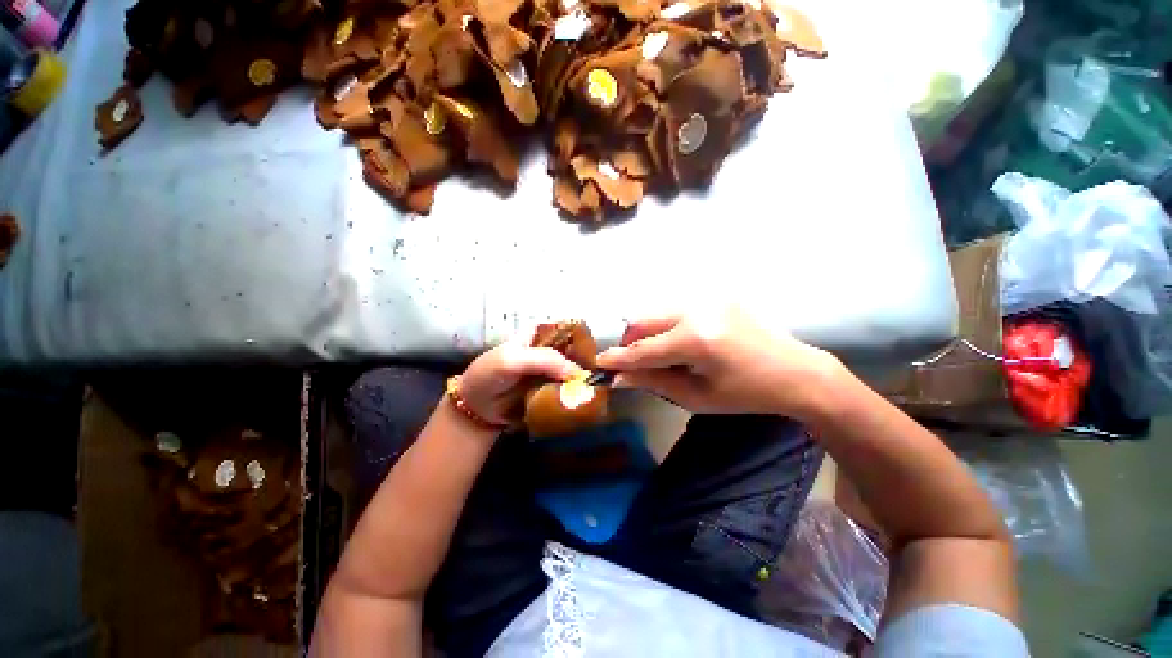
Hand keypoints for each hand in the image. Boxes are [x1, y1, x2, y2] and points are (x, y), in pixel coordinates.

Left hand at [458, 340, 586, 426]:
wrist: (476, 410)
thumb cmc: (489, 376)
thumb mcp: (512, 360)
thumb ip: (545, 360)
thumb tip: (578, 373)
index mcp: (540, 333)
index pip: (569, 328)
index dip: (584, 338)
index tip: (595, 353)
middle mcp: (550, 349)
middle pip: (576, 350)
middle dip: (588, 361)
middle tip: (600, 375)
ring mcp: (552, 370)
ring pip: (575, 370)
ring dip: (585, 379)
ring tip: (597, 388)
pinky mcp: (553, 389)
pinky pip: (570, 388)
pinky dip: (578, 393)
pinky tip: (588, 398)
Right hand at [595, 307, 843, 417]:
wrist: (796, 372)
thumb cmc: (746, 394)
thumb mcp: (697, 397)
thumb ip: (653, 381)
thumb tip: (619, 377)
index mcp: (696, 341)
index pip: (643, 349)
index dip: (618, 358)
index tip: (599, 363)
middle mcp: (697, 311)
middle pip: (642, 320)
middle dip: (630, 342)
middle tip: (634, 362)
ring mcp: (707, 299)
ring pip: (656, 312)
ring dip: (647, 333)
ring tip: (660, 355)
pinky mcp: (715, 296)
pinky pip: (675, 309)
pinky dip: (666, 326)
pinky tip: (680, 343)